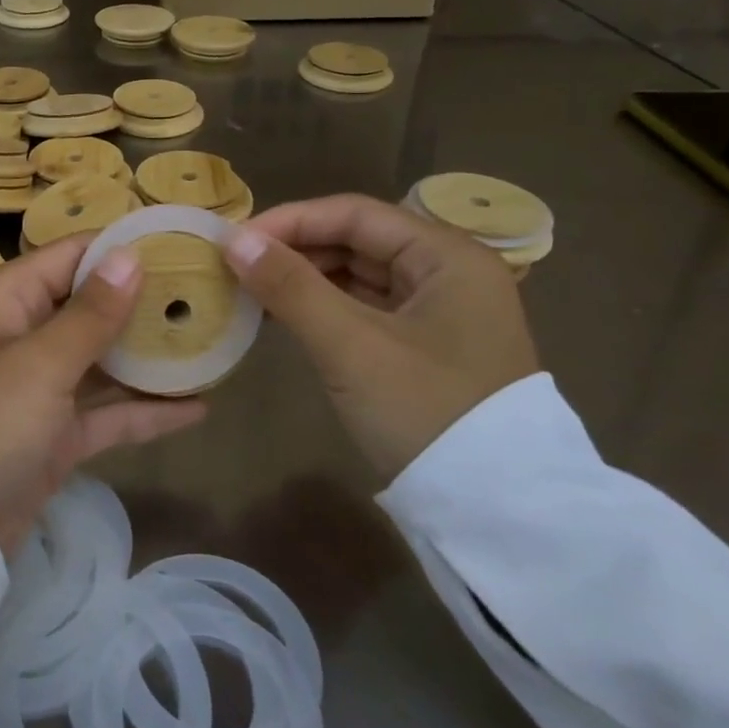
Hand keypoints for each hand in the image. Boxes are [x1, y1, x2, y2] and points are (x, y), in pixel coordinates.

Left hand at [0, 236, 207, 555]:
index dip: (121, 249)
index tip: (180, 245)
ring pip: (101, 360)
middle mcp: (20, 334)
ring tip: (213, 344)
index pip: (69, 256)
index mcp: (5, 300)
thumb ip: (91, 313)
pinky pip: (103, 412)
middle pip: (89, 306)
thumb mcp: (39, 363)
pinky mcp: (51, 435)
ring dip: (148, 357)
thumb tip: (129, 255)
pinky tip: (198, 407)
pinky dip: (143, 411)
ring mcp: (36, 388)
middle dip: (143, 303)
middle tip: (209, 296)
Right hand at [224, 195, 538, 482]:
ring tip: (251, 289)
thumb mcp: (351, 345)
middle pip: (358, 241)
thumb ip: (291, 286)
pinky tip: (284, 316)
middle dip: (295, 249)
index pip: (356, 214)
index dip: (291, 221)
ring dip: (305, 279)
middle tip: (237, 265)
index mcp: (448, 256)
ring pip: (360, 275)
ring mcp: (441, 311)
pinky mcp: (427, 346)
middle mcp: (450, 272)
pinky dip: (324, 307)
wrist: (495, 513)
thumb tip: (233, 240)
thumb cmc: (425, 411)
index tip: (236, 241)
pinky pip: (366, 308)